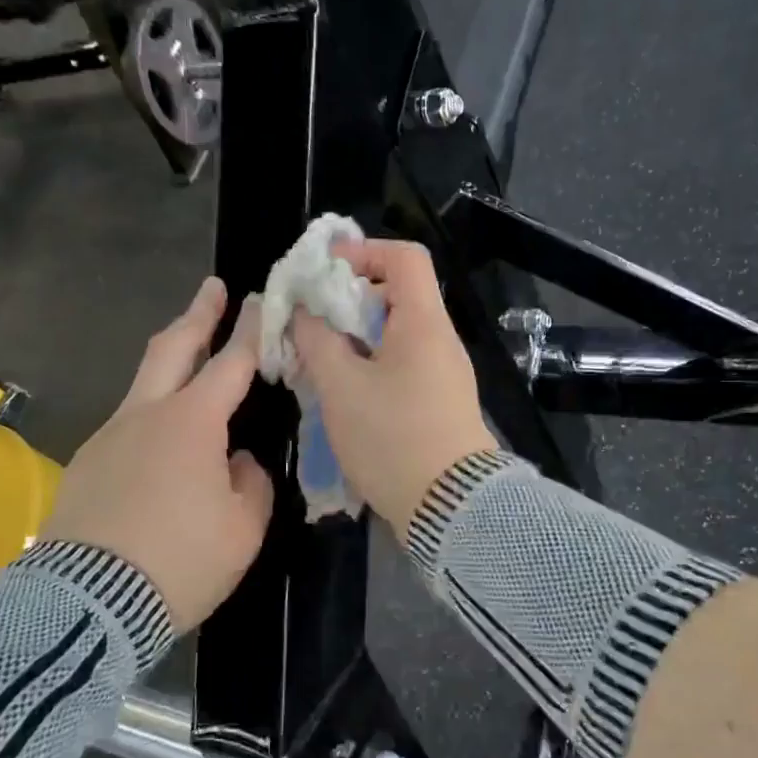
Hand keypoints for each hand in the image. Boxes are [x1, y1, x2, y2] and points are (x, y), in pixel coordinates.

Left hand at [43, 277, 274, 630]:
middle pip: (173, 348)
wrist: (89, 604)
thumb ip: (250, 482)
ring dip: (172, 361)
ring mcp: (110, 436)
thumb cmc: (182, 561)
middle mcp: (147, 415)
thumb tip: (235, 462)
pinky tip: (164, 441)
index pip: (231, 363)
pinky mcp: (87, 464)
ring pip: (144, 382)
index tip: (259, 300)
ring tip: (193, 360)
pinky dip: (153, 413)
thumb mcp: (244, 527)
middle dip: (197, 315)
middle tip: (212, 289)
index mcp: (192, 423)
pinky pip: (128, 424)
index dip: (250, 330)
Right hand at [292, 239, 496, 539]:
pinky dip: (372, 363)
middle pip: (397, 295)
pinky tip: (345, 390)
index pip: (405, 257)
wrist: (451, 507)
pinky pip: (404, 364)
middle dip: (349, 300)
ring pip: (397, 333)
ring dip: (356, 337)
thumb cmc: (393, 438)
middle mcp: (441, 339)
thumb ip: (317, 340)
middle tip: (311, 323)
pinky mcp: (441, 401)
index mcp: (423, 323)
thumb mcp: (341, 387)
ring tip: (320, 359)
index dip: (364, 251)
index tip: (324, 271)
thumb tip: (305, 310)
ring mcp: (445, 372)